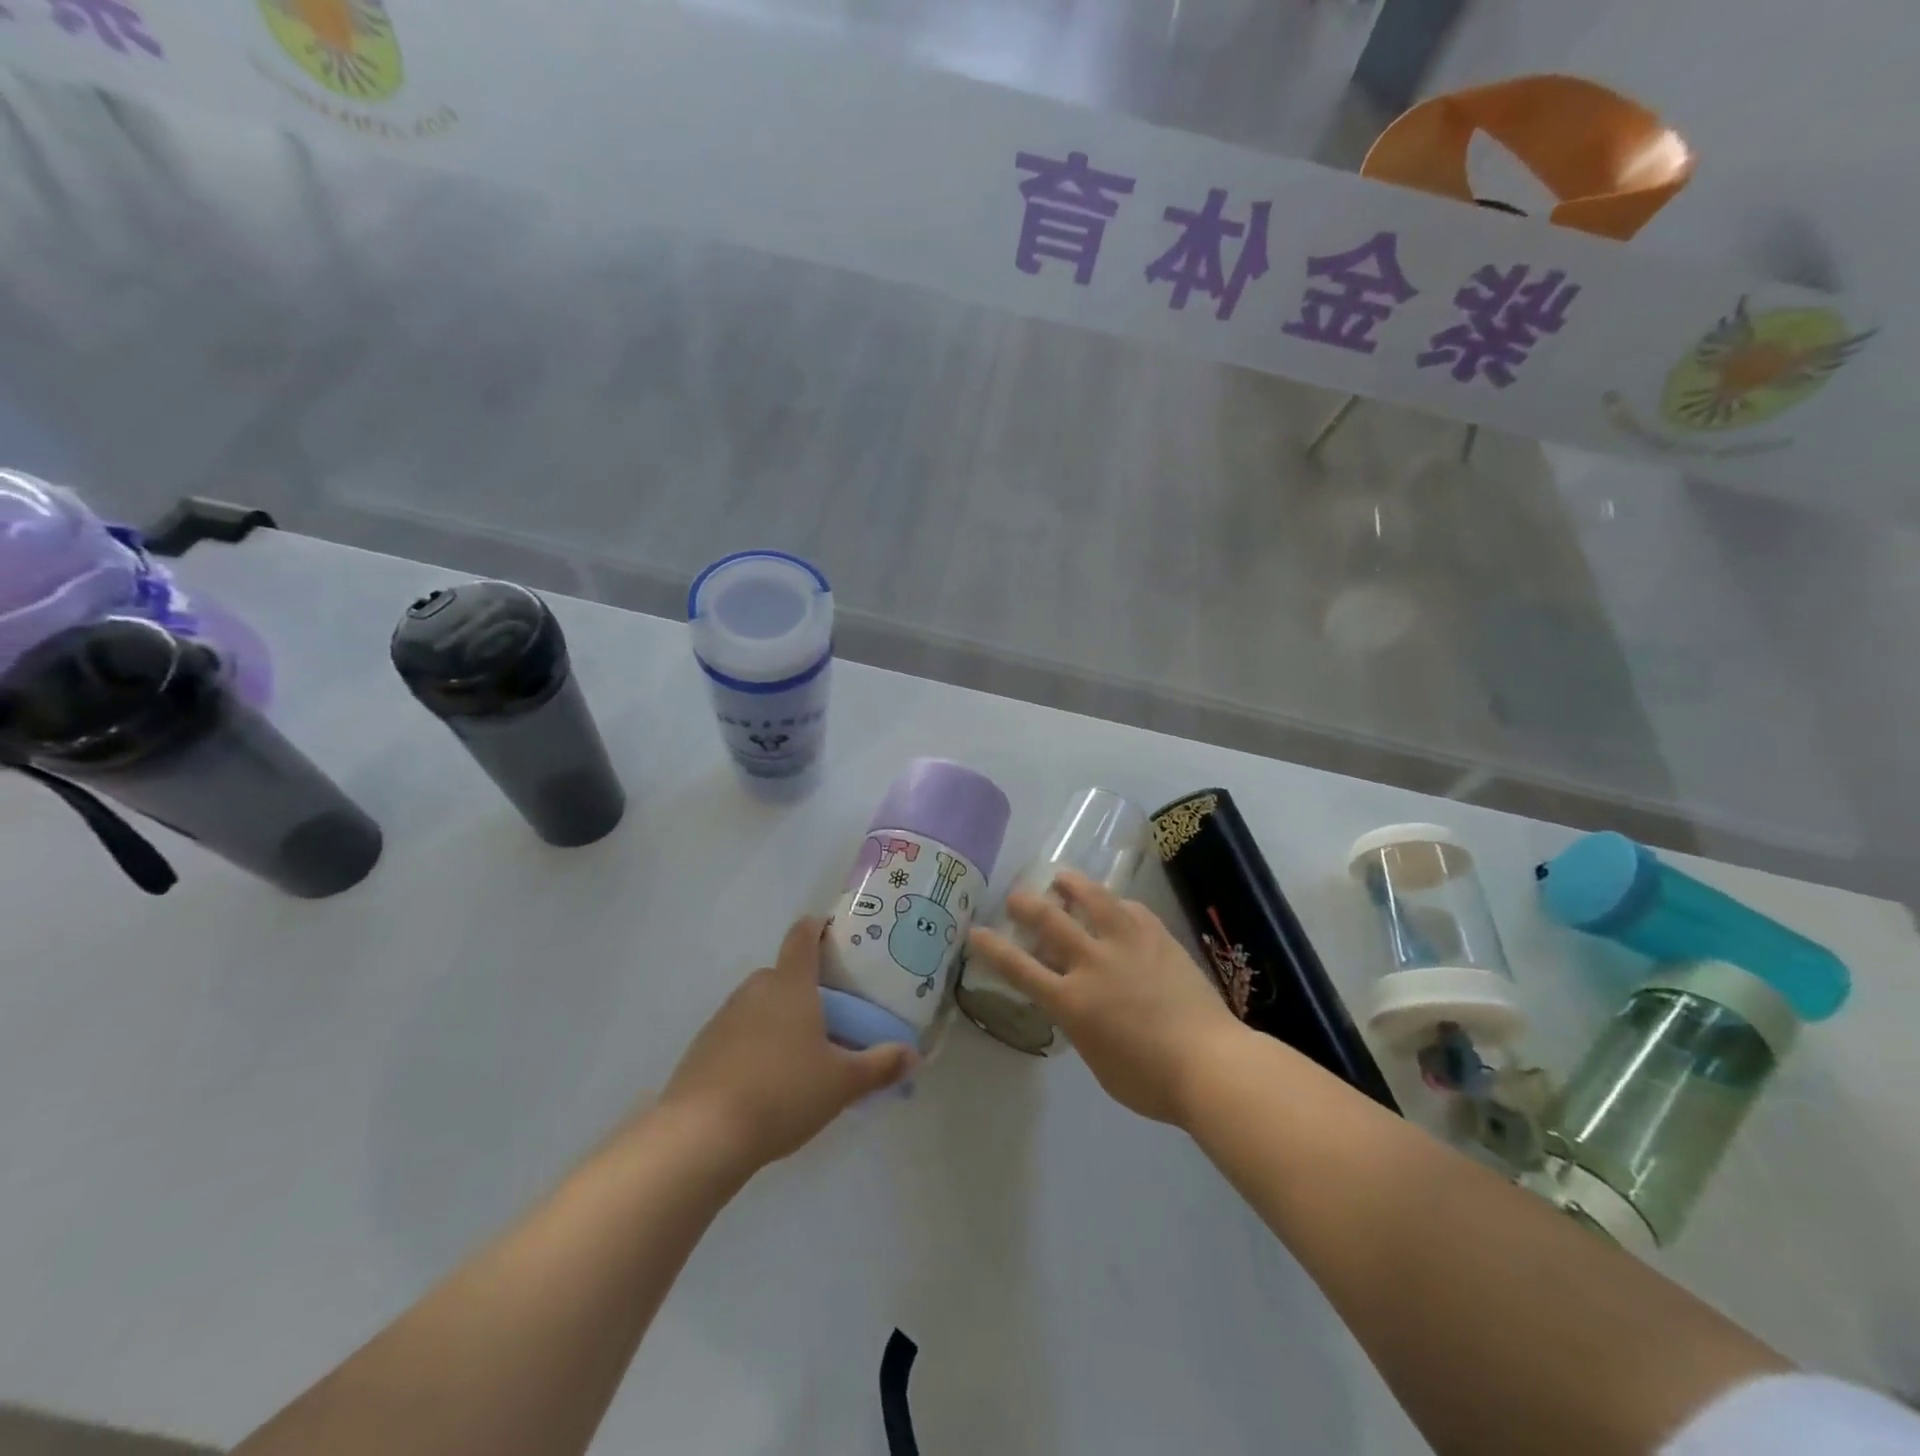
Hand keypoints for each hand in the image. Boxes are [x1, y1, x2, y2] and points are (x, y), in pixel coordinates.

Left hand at [659, 918, 915, 1170]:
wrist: (702, 1135)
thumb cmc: (783, 1092)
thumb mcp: (842, 1083)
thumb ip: (879, 1066)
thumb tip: (914, 1054)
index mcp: (791, 984)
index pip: (802, 937)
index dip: (816, 928)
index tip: (831, 932)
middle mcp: (755, 990)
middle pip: (782, 974)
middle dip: (803, 988)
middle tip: (828, 1015)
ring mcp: (723, 1018)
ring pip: (758, 1005)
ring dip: (776, 1019)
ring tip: (798, 1055)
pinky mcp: (702, 1048)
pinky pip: (736, 1034)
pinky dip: (752, 1046)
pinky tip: (764, 1081)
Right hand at [967, 870, 1245, 1126]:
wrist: (1212, 1064)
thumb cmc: (1151, 1081)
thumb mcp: (1097, 1060)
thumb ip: (1078, 1024)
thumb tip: (1075, 1003)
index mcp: (1072, 1001)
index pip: (1019, 967)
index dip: (992, 948)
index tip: (975, 931)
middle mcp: (1093, 963)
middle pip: (1049, 920)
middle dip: (1025, 903)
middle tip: (1015, 896)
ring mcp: (1127, 944)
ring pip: (1092, 898)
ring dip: (1071, 884)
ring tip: (1061, 877)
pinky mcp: (1158, 936)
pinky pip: (1130, 909)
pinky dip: (1115, 904)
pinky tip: (1114, 904)